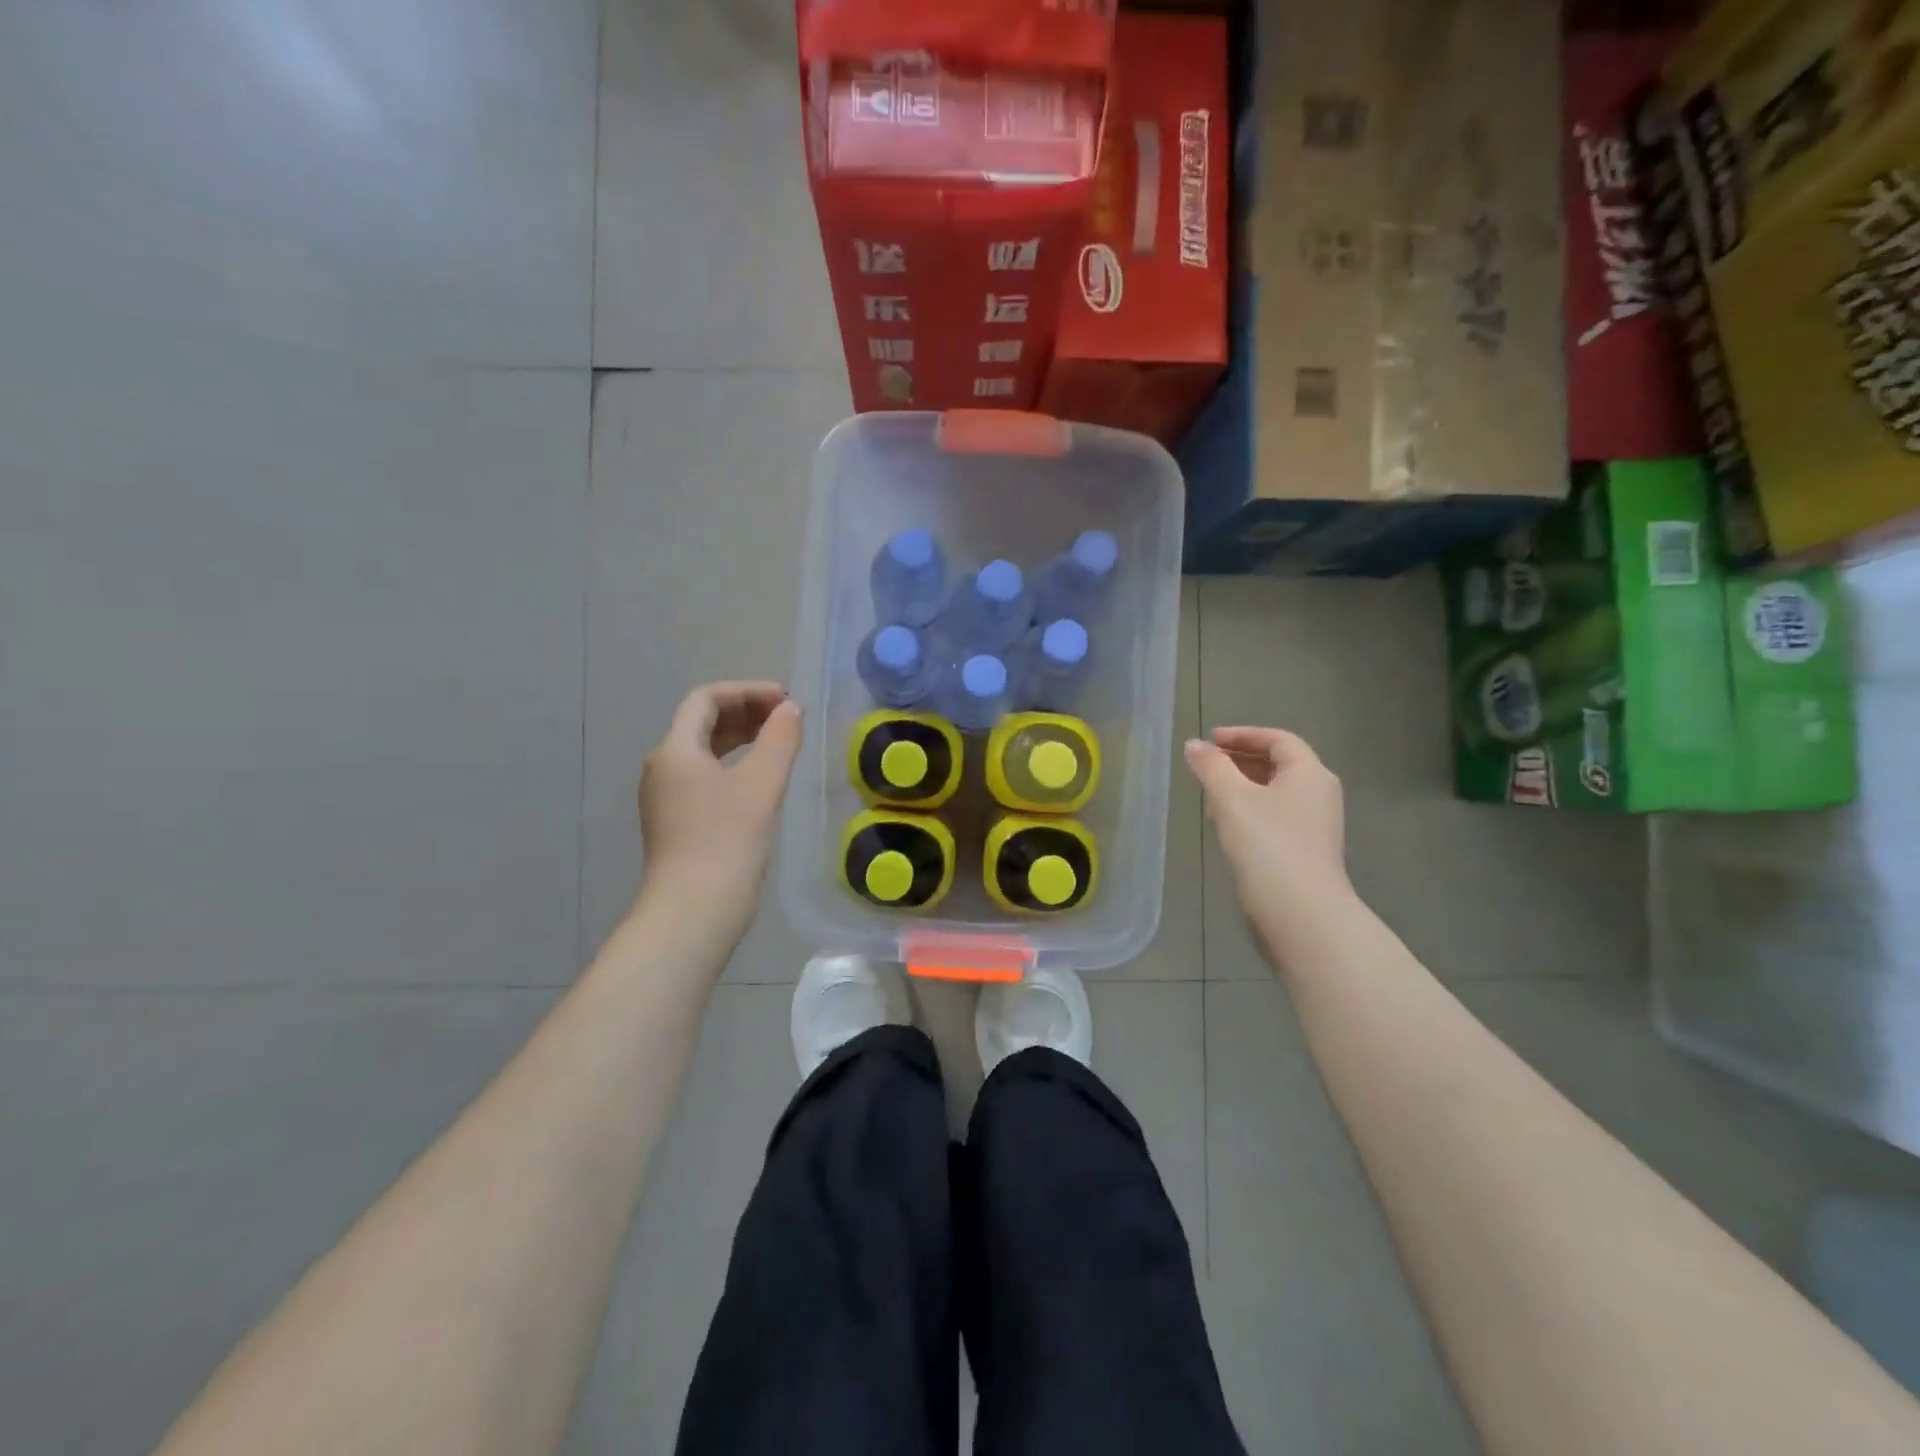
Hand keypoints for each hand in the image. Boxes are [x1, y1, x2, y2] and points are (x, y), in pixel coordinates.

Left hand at [636, 681, 802, 937]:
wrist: (694, 911)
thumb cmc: (727, 840)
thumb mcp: (761, 784)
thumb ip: (779, 740)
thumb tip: (790, 710)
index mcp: (675, 750)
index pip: (706, 699)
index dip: (746, 691)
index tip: (785, 700)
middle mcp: (662, 767)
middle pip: (701, 722)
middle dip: (745, 712)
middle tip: (786, 718)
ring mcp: (665, 798)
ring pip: (703, 751)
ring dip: (740, 739)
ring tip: (778, 743)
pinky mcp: (675, 823)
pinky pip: (704, 777)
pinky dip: (732, 765)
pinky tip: (759, 781)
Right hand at [1184, 727, 1350, 919]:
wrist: (1300, 913)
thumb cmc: (1267, 845)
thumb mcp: (1231, 798)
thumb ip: (1211, 767)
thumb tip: (1195, 745)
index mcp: (1309, 773)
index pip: (1278, 739)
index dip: (1243, 734)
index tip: (1210, 740)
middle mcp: (1319, 795)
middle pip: (1279, 764)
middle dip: (1240, 761)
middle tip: (1206, 766)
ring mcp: (1315, 826)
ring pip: (1275, 793)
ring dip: (1242, 788)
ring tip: (1210, 796)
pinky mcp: (1305, 853)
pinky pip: (1275, 818)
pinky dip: (1250, 812)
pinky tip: (1227, 827)